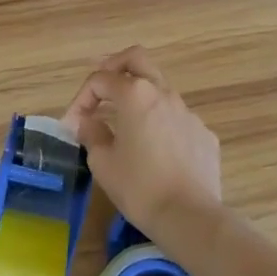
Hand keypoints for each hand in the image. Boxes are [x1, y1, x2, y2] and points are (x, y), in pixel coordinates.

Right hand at [61, 46, 221, 234]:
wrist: (190, 217)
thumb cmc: (139, 187)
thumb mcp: (102, 162)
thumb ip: (91, 133)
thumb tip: (87, 122)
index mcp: (135, 94)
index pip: (100, 79)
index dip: (80, 99)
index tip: (72, 126)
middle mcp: (163, 93)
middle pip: (136, 59)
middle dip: (113, 67)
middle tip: (100, 89)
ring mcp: (188, 112)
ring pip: (159, 88)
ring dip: (138, 97)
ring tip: (124, 124)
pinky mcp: (203, 133)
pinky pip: (177, 117)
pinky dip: (160, 123)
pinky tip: (155, 151)